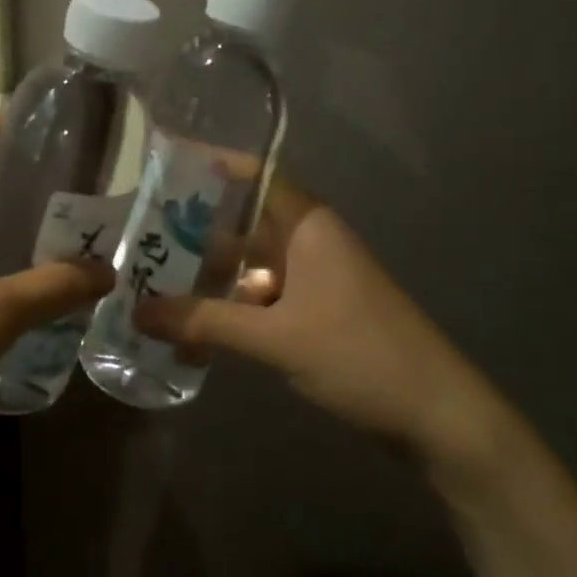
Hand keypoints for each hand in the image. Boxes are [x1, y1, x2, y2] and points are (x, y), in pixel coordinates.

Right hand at [135, 178, 505, 471]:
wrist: (438, 416)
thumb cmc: (360, 355)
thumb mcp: (277, 338)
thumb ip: (206, 322)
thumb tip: (138, 312)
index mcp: (307, 224)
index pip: (254, 173)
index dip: (210, 163)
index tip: (162, 160)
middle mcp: (310, 240)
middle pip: (244, 219)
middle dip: (195, 226)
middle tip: (138, 230)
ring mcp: (315, 276)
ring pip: (251, 260)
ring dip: (210, 271)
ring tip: (154, 277)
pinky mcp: (318, 309)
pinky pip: (264, 293)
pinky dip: (232, 303)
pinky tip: (196, 322)